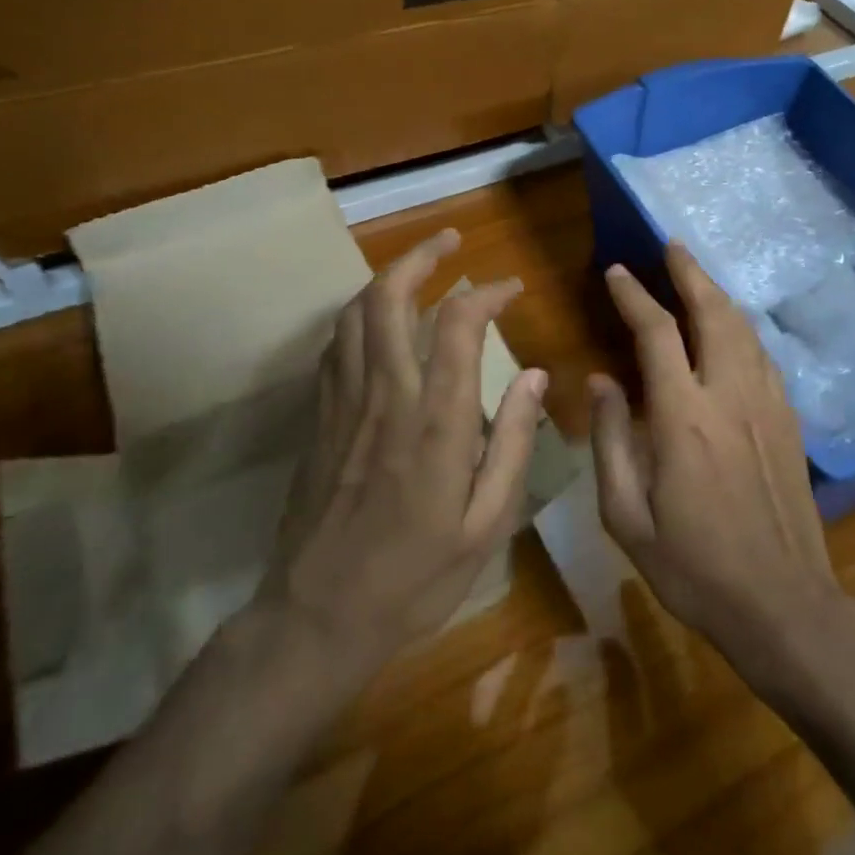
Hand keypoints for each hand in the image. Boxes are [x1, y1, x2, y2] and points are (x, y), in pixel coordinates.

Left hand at [266, 227, 546, 682]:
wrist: (317, 616)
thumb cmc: (415, 577)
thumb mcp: (486, 523)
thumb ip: (512, 442)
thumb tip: (537, 376)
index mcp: (435, 421)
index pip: (457, 325)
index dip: (485, 293)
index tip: (509, 287)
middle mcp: (385, 395)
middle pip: (390, 298)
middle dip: (421, 257)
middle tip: (450, 239)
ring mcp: (344, 402)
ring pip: (355, 313)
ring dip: (385, 277)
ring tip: (416, 266)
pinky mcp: (319, 416)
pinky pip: (336, 345)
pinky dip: (359, 314)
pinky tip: (377, 317)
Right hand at [589, 242, 844, 668]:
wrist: (782, 604)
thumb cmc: (693, 568)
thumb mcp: (626, 516)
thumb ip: (610, 441)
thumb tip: (601, 381)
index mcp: (683, 418)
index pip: (657, 334)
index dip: (634, 296)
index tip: (616, 272)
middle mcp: (729, 396)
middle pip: (713, 314)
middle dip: (690, 273)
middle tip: (671, 245)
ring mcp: (767, 405)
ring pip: (744, 329)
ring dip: (718, 295)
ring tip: (697, 275)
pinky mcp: (788, 421)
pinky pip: (764, 356)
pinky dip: (742, 328)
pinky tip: (733, 328)